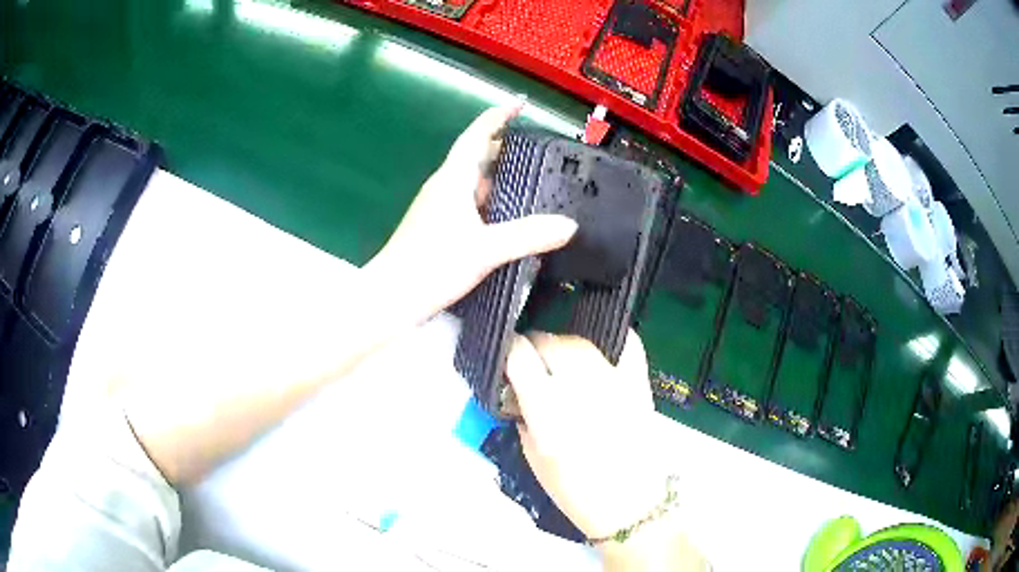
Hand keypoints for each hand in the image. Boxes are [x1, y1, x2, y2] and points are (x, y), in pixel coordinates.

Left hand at [366, 104, 577, 322]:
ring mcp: (437, 208)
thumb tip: (569, 225)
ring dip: (497, 178)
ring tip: (529, 183)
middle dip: (503, 148)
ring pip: (471, 183)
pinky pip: (468, 204)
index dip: (497, 117)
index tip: (518, 104)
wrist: (391, 297)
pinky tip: (505, 220)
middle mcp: (443, 187)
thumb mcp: (485, 249)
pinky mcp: (436, 228)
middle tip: (536, 151)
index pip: (476, 136)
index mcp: (452, 180)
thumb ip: (528, 236)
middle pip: (475, 157)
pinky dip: (489, 203)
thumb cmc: (431, 265)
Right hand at [505, 330, 659, 539]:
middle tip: (534, 361)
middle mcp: (580, 389)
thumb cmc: (576, 491)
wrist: (630, 505)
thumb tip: (519, 388)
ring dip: (565, 346)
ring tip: (563, 361)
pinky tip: (602, 348)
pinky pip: (628, 346)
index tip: (508, 356)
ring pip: (582, 342)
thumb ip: (524, 416)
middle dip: (536, 346)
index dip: (510, 349)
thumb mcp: (533, 458)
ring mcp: (614, 383)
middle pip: (551, 342)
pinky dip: (613, 340)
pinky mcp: (639, 385)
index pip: (521, 356)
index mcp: (548, 411)